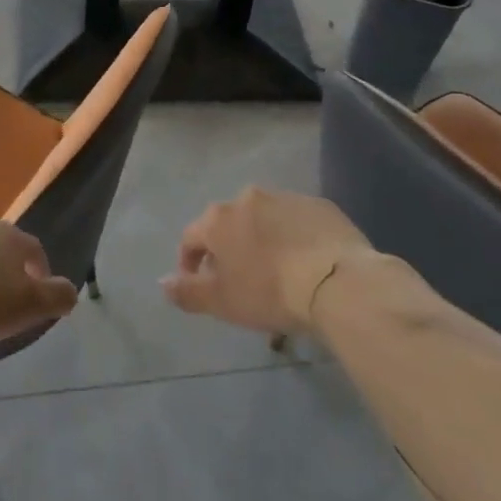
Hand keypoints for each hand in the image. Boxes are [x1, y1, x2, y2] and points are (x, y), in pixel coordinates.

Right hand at [162, 186, 370, 335]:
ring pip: (263, 220)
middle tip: (239, 279)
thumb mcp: (222, 302)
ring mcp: (285, 198)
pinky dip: (294, 237)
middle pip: (228, 224)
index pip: (191, 237)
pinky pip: (297, 221)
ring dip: (262, 239)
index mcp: (218, 219)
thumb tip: (162, 283)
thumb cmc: (270, 292)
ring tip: (276, 271)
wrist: (338, 281)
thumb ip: (187, 291)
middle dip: (228, 248)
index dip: (190, 262)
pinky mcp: (319, 205)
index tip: (199, 285)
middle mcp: (247, 199)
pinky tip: (306, 262)